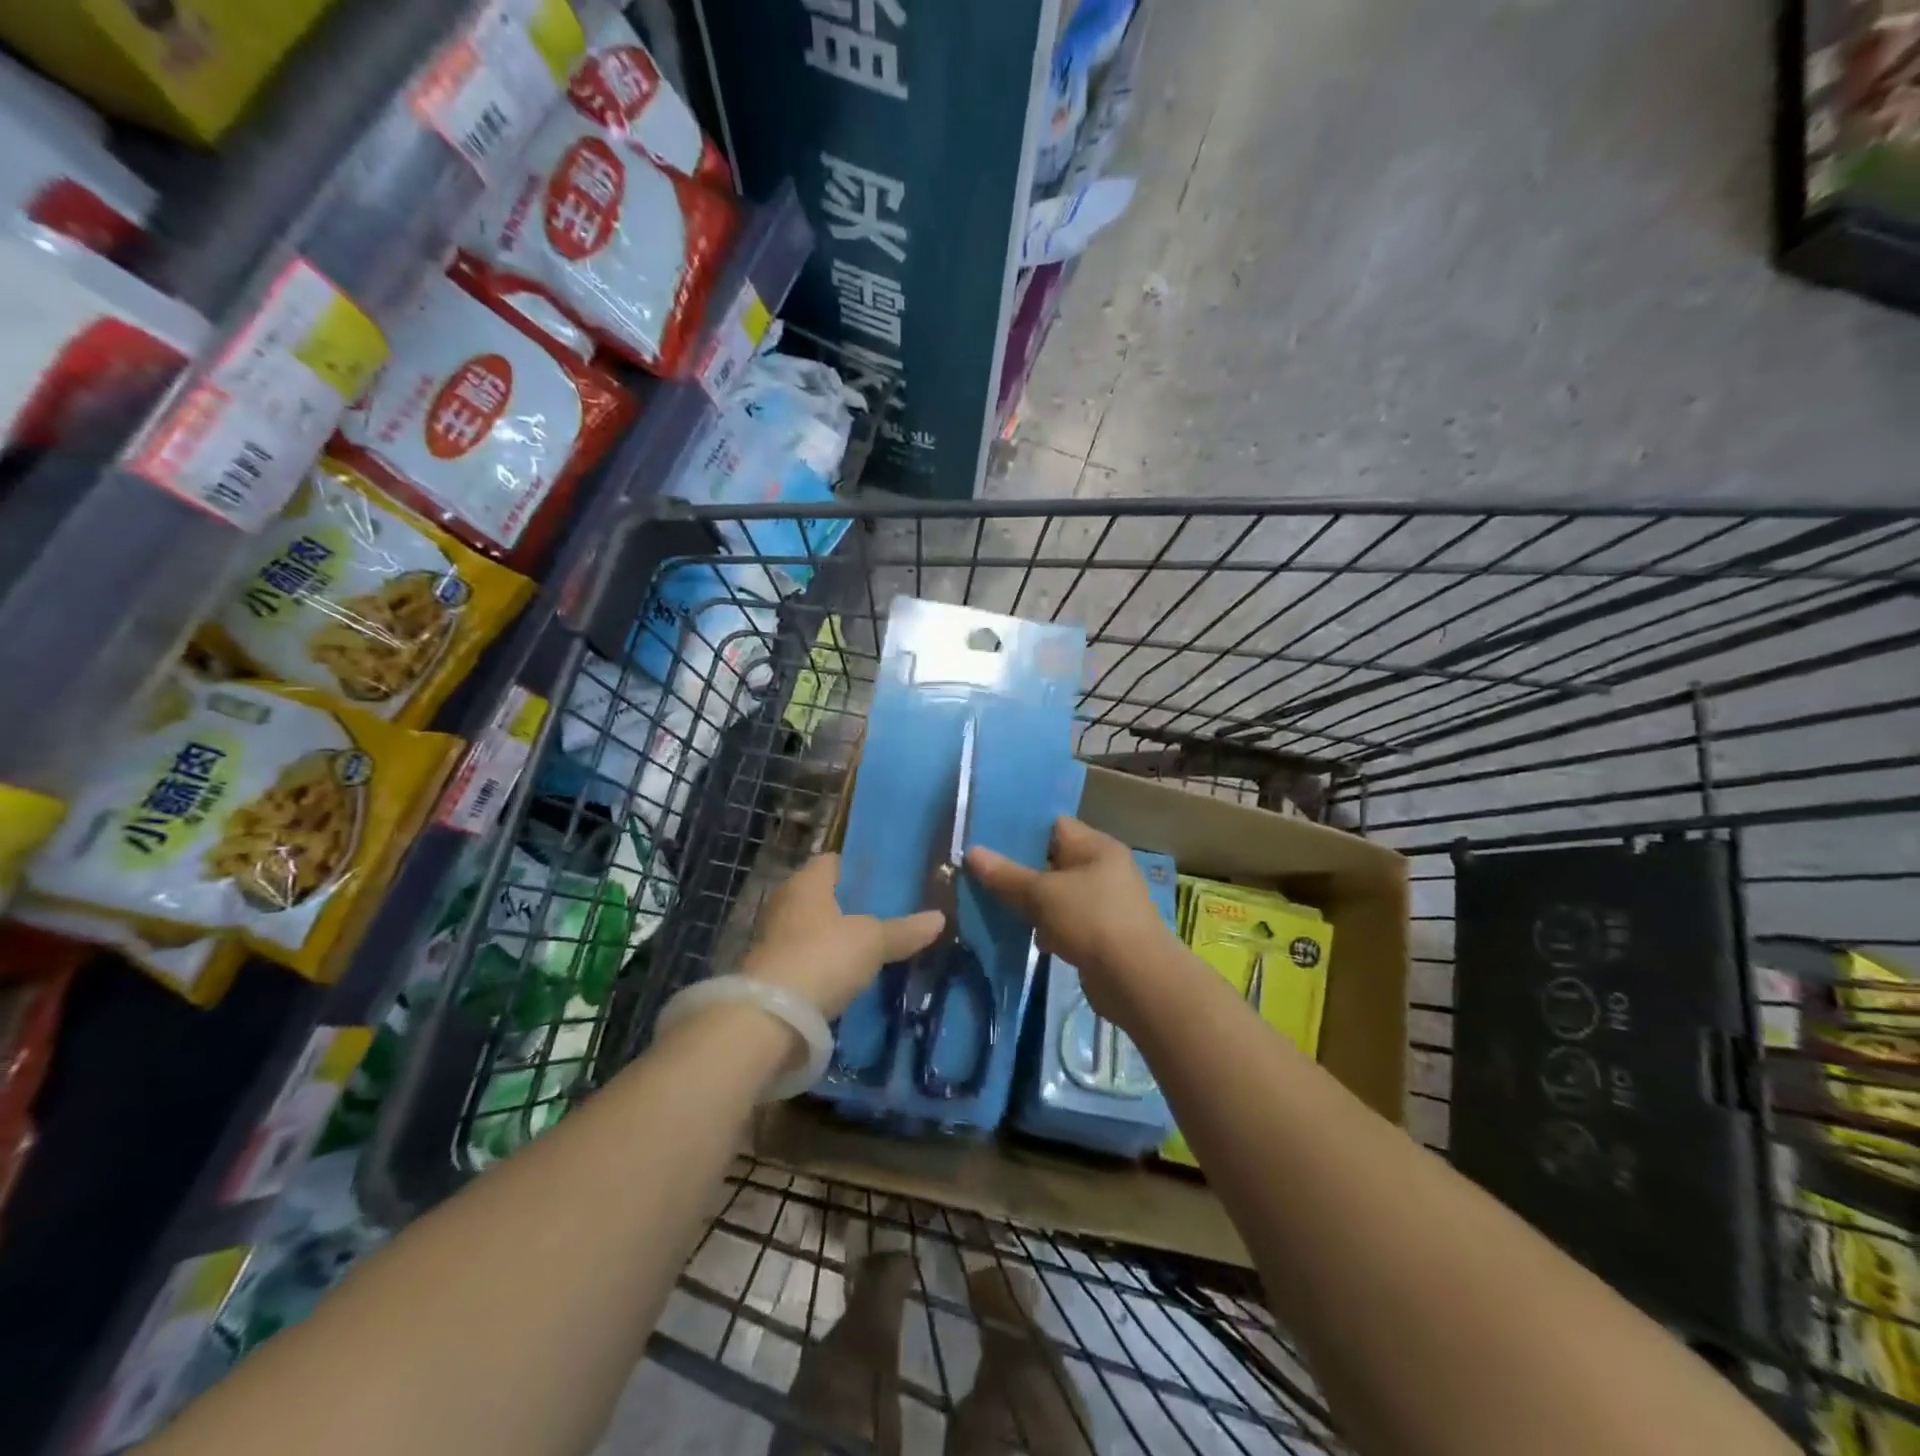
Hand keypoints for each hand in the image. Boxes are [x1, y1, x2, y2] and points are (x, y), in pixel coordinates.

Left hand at [741, 853, 944, 1017]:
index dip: (856, 868)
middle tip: (883, 912)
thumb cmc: (823, 957)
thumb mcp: (872, 942)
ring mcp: (772, 938)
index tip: (883, 879)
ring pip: (811, 928)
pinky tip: (846, 975)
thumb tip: (940, 918)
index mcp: (806, 882)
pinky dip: (822, 963)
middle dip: (847, 904)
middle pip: (821, 895)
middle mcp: (784, 902)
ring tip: (870, 946)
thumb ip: (904, 930)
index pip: (832, 861)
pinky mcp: (769, 972)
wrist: (771, 1017)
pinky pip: (803, 957)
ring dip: (833, 936)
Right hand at [965, 817, 1182, 1020]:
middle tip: (983, 872)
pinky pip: (1066, 921)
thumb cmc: (1091, 920)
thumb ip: (1006, 874)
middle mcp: (1105, 869)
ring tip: (994, 902)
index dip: (1022, 830)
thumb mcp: (1042, 893)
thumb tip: (971, 852)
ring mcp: (1105, 903)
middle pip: (1055, 861)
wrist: (1136, 980)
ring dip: (1032, 902)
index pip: (1055, 826)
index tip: (988, 838)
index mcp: (1098, 846)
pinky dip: (1047, 927)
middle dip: (1021, 869)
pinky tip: (1023, 935)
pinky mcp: (1102, 935)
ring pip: (1058, 894)